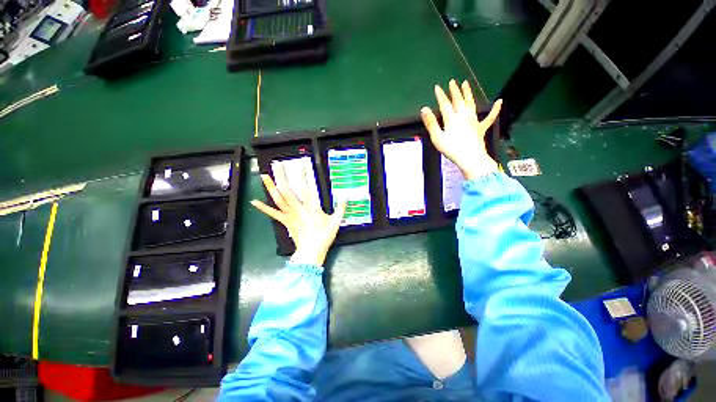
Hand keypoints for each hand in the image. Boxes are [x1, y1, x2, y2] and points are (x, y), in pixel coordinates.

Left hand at [251, 163, 345, 265]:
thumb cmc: (324, 235)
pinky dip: (263, 207)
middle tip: (277, 165)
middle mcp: (298, 208)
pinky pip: (272, 213)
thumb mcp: (336, 221)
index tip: (300, 166)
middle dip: (281, 176)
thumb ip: (341, 208)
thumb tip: (345, 196)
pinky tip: (254, 201)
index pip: (306, 189)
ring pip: (278, 199)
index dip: (302, 177)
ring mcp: (289, 214)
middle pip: (287, 190)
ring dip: (270, 187)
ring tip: (264, 175)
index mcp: (311, 207)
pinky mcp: (285, 221)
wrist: (312, 251)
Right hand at [421, 79, 502, 179]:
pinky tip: (499, 102)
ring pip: (471, 104)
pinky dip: (494, 110)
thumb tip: (424, 109)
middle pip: (458, 101)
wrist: (470, 158)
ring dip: (468, 93)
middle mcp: (464, 117)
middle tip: (452, 82)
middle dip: (454, 91)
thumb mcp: (437, 137)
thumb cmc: (452, 149)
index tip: (437, 87)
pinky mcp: (481, 128)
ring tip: (466, 84)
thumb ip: (431, 123)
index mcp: (452, 119)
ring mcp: (474, 121)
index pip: (445, 104)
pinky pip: (489, 117)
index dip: (441, 95)